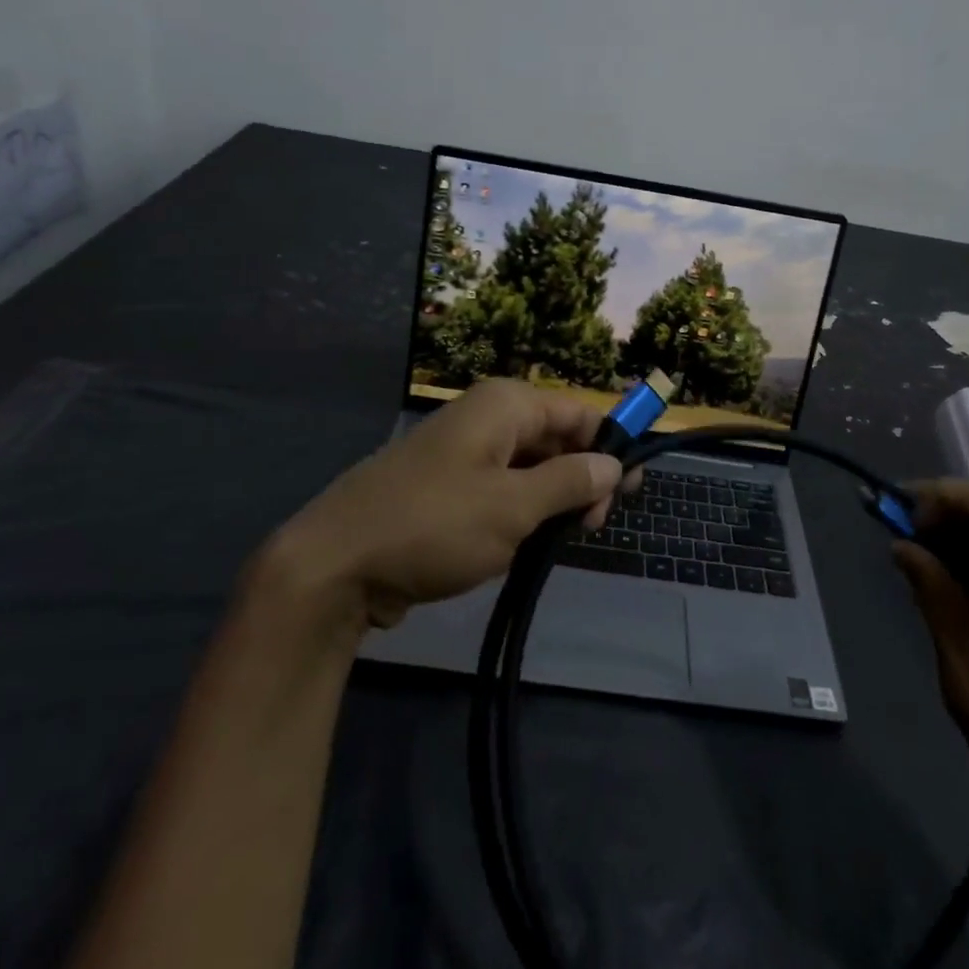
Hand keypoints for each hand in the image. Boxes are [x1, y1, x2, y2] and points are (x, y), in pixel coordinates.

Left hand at [267, 380, 624, 632]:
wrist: (335, 564)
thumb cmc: (435, 525)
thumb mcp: (514, 506)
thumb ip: (571, 481)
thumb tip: (613, 464)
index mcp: (505, 404)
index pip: (579, 411)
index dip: (610, 445)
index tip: (632, 490)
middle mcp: (485, 416)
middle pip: (555, 436)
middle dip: (582, 476)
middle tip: (593, 526)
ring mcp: (463, 451)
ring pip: (529, 465)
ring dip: (552, 498)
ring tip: (562, 538)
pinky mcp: (446, 485)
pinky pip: (500, 487)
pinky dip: (522, 510)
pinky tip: (525, 542)